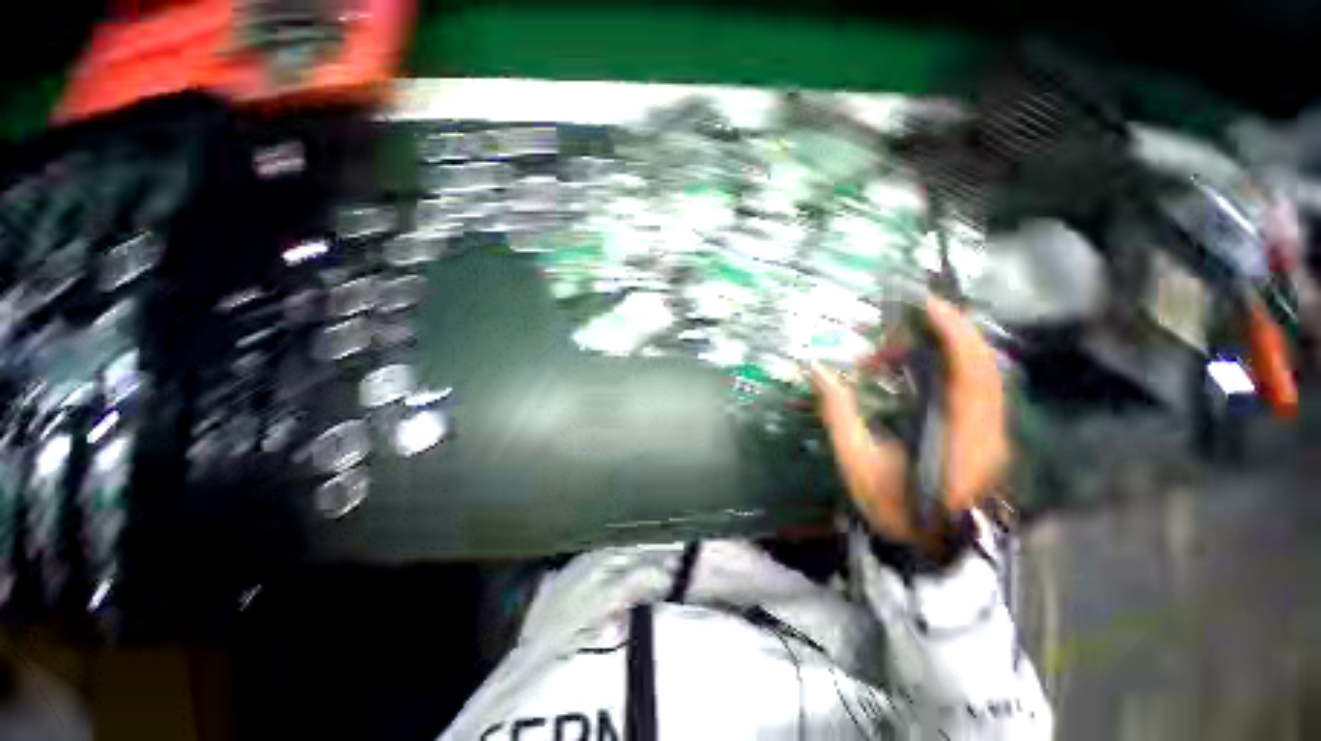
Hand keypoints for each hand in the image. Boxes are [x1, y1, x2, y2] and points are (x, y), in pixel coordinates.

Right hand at [811, 296, 1008, 545]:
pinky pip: (974, 389)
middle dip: (946, 336)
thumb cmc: (892, 506)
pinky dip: (944, 371)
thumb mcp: (856, 461)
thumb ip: (839, 413)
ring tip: (890, 357)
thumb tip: (818, 370)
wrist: (925, 545)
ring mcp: (991, 434)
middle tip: (898, 329)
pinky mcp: (985, 436)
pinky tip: (908, 375)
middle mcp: (987, 430)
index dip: (955, 333)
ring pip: (980, 375)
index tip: (928, 305)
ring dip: (940, 354)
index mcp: (960, 436)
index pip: (972, 373)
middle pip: (984, 366)